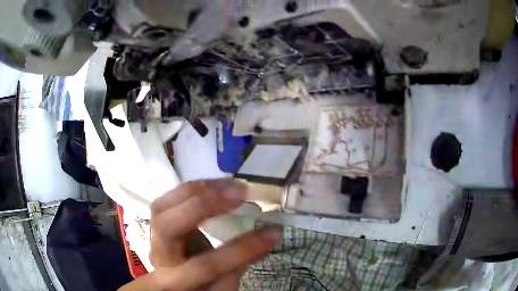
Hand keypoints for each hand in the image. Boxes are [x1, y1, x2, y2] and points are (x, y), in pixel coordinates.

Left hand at [119, 179, 281, 290]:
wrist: (176, 280)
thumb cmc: (201, 286)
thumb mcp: (223, 285)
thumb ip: (241, 264)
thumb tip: (268, 234)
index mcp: (176, 281)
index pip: (206, 265)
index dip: (241, 249)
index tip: (273, 232)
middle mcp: (160, 255)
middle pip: (168, 227)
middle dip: (203, 206)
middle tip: (240, 195)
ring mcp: (154, 235)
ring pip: (162, 207)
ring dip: (197, 190)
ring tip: (230, 185)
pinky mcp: (159, 220)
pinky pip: (168, 198)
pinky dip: (193, 188)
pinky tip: (214, 185)